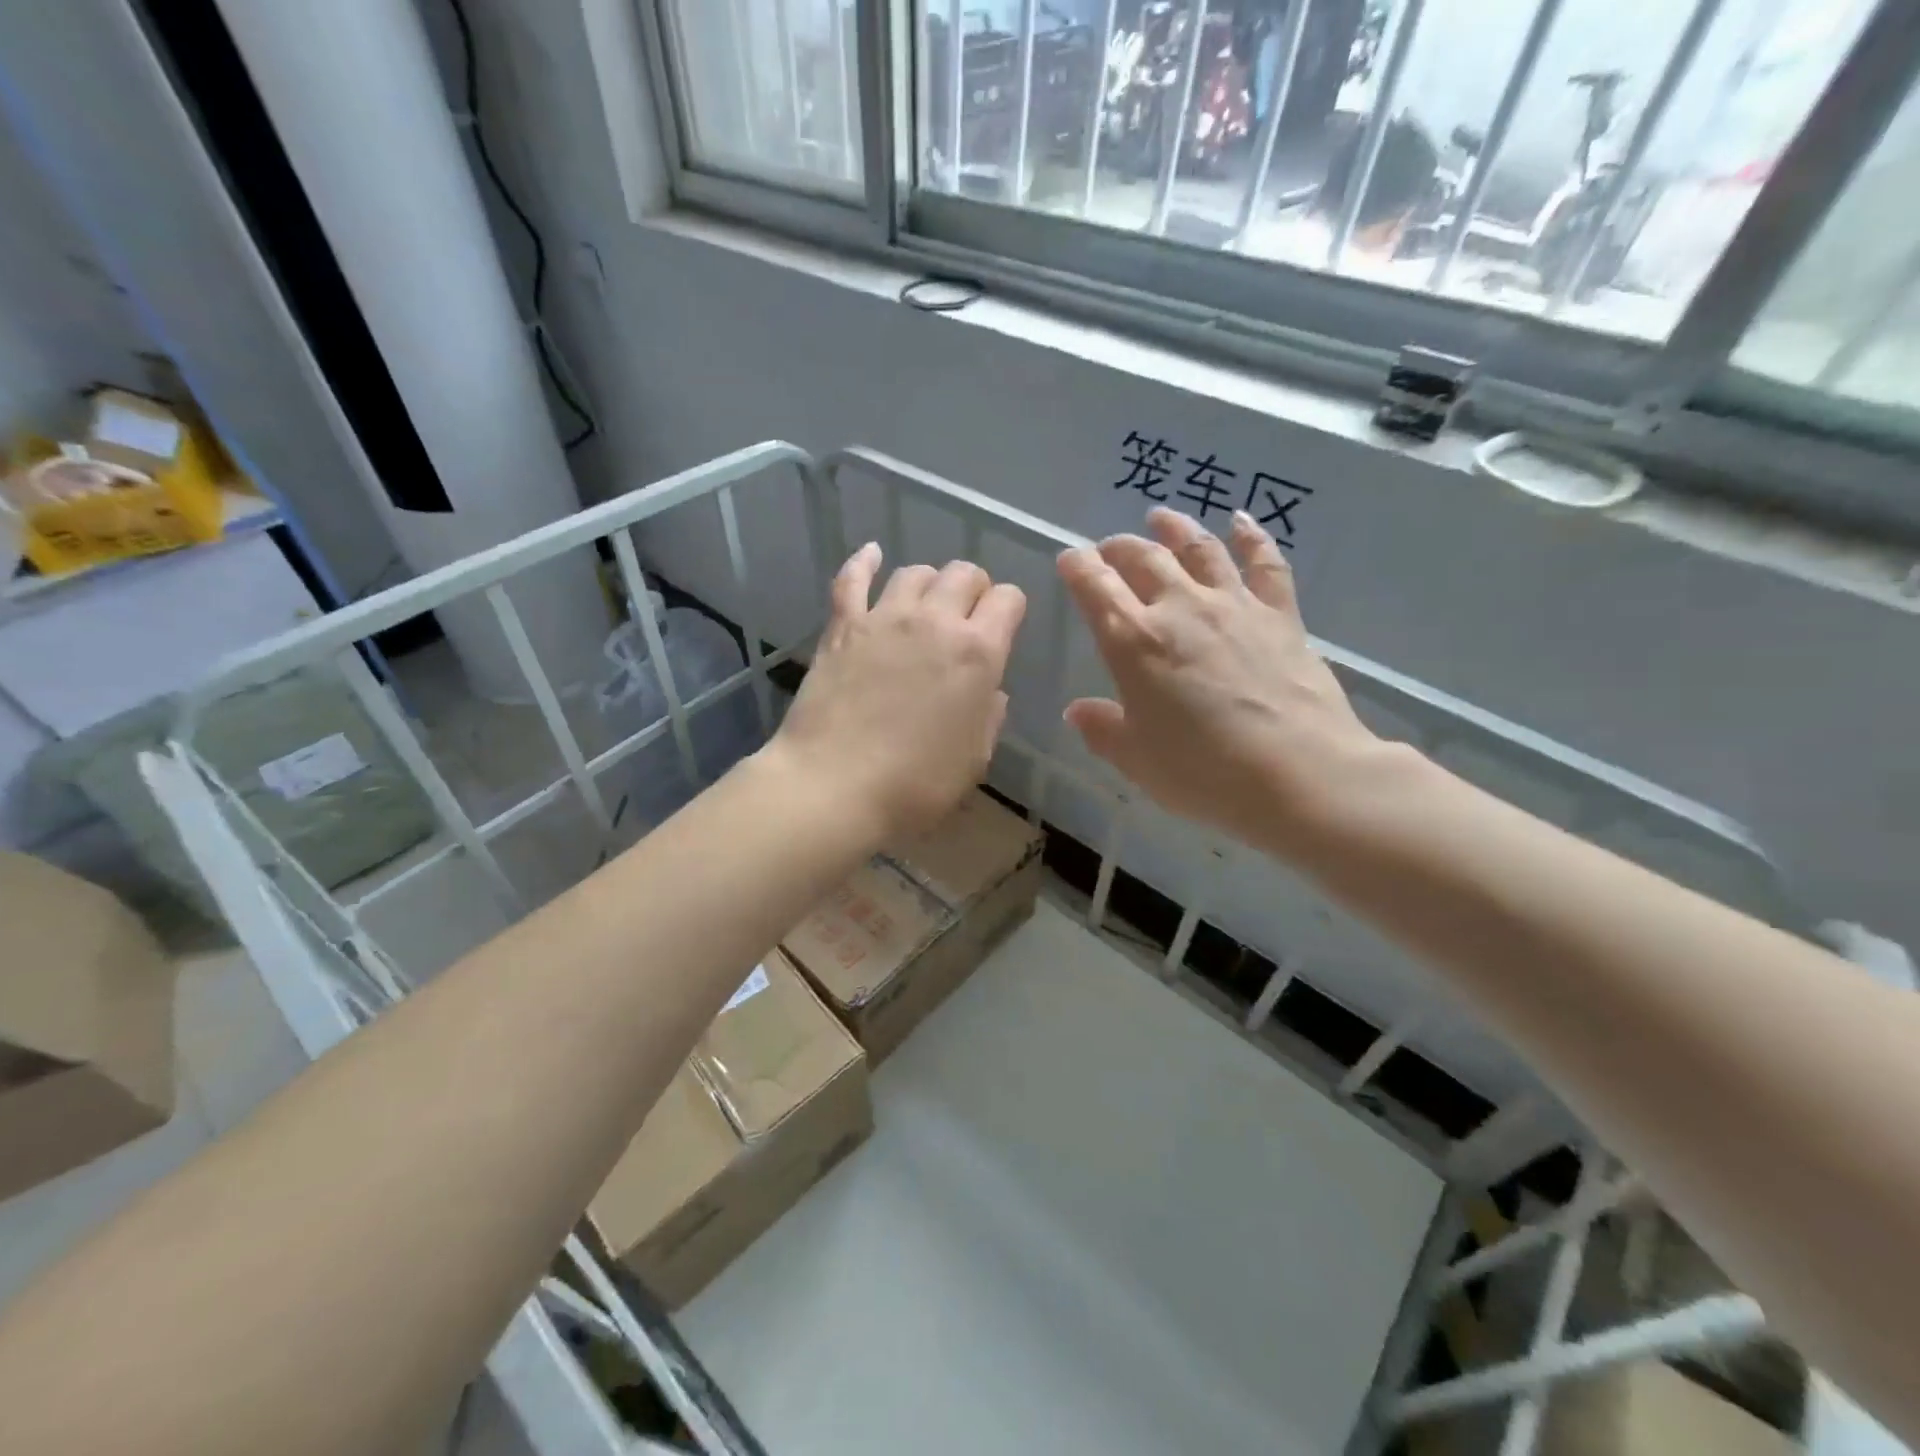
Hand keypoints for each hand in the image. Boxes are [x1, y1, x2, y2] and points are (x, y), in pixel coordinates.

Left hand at [770, 544, 1026, 839]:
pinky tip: (872, 554)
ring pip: (916, 572)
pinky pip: (852, 578)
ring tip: (927, 604)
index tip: (1003, 628)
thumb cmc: (914, 785)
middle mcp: (935, 621)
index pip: (1008, 600)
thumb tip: (990, 689)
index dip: (1010, 609)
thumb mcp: (974, 760)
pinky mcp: (842, 626)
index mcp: (978, 652)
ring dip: (930, 583)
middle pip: (965, 574)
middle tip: (967, 618)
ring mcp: (884, 618)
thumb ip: (988, 716)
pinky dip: (864, 562)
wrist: (833, 786)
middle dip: (974, 590)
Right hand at [1058, 508, 1396, 855]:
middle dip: (1119, 548)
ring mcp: (1234, 606)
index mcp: (1134, 642)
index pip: (1095, 588)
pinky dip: (1251, 537)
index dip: (1077, 568)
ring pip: (1199, 549)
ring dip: (1175, 529)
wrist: (1300, 775)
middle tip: (1109, 548)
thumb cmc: (1204, 772)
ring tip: (1160, 517)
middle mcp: (1180, 608)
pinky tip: (1241, 521)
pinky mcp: (1280, 615)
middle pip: (1143, 559)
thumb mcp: (1137, 760)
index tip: (1068, 558)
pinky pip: (1264, 564)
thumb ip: (1103, 729)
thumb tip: (1078, 710)